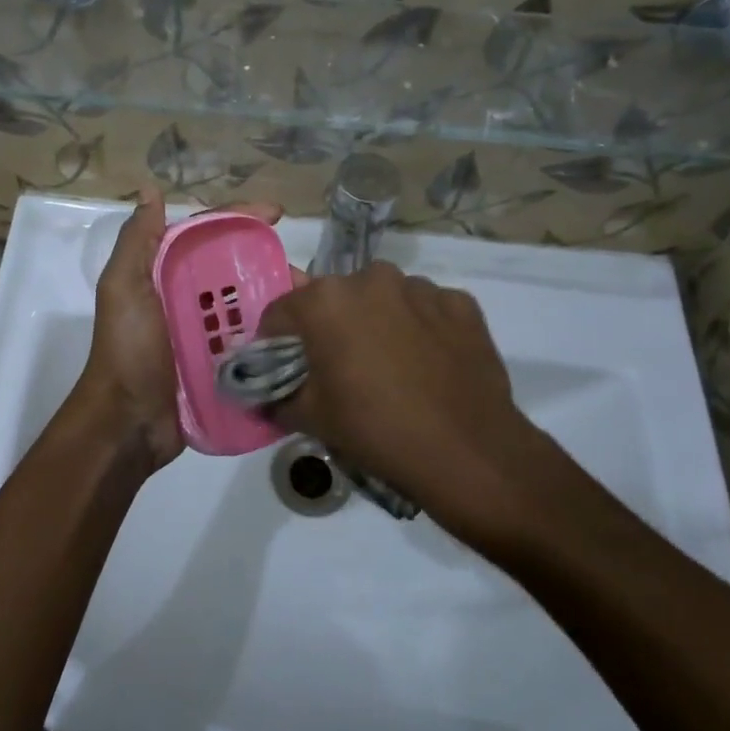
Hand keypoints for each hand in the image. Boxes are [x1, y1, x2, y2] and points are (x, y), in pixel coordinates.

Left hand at [73, 189, 282, 473]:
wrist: (127, 423)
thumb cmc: (127, 350)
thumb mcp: (123, 289)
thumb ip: (137, 242)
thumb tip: (151, 191)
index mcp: (166, 276)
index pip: (208, 236)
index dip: (240, 219)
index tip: (276, 213)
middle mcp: (188, 300)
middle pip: (236, 271)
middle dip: (270, 265)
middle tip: (305, 275)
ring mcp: (206, 336)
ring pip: (249, 306)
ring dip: (279, 302)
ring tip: (311, 307)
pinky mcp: (221, 368)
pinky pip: (252, 344)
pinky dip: (274, 337)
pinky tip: (303, 336)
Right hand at [259, 262, 571, 537]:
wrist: (468, 452)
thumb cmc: (376, 430)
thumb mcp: (311, 419)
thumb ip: (275, 398)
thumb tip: (262, 395)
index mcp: (325, 300)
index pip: (281, 313)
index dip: (275, 343)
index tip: (283, 369)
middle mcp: (370, 279)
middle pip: (333, 301)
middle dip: (329, 329)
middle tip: (338, 371)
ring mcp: (421, 288)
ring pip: (382, 300)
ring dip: (377, 324)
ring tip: (389, 368)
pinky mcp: (461, 304)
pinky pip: (426, 310)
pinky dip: (420, 329)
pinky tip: (427, 366)